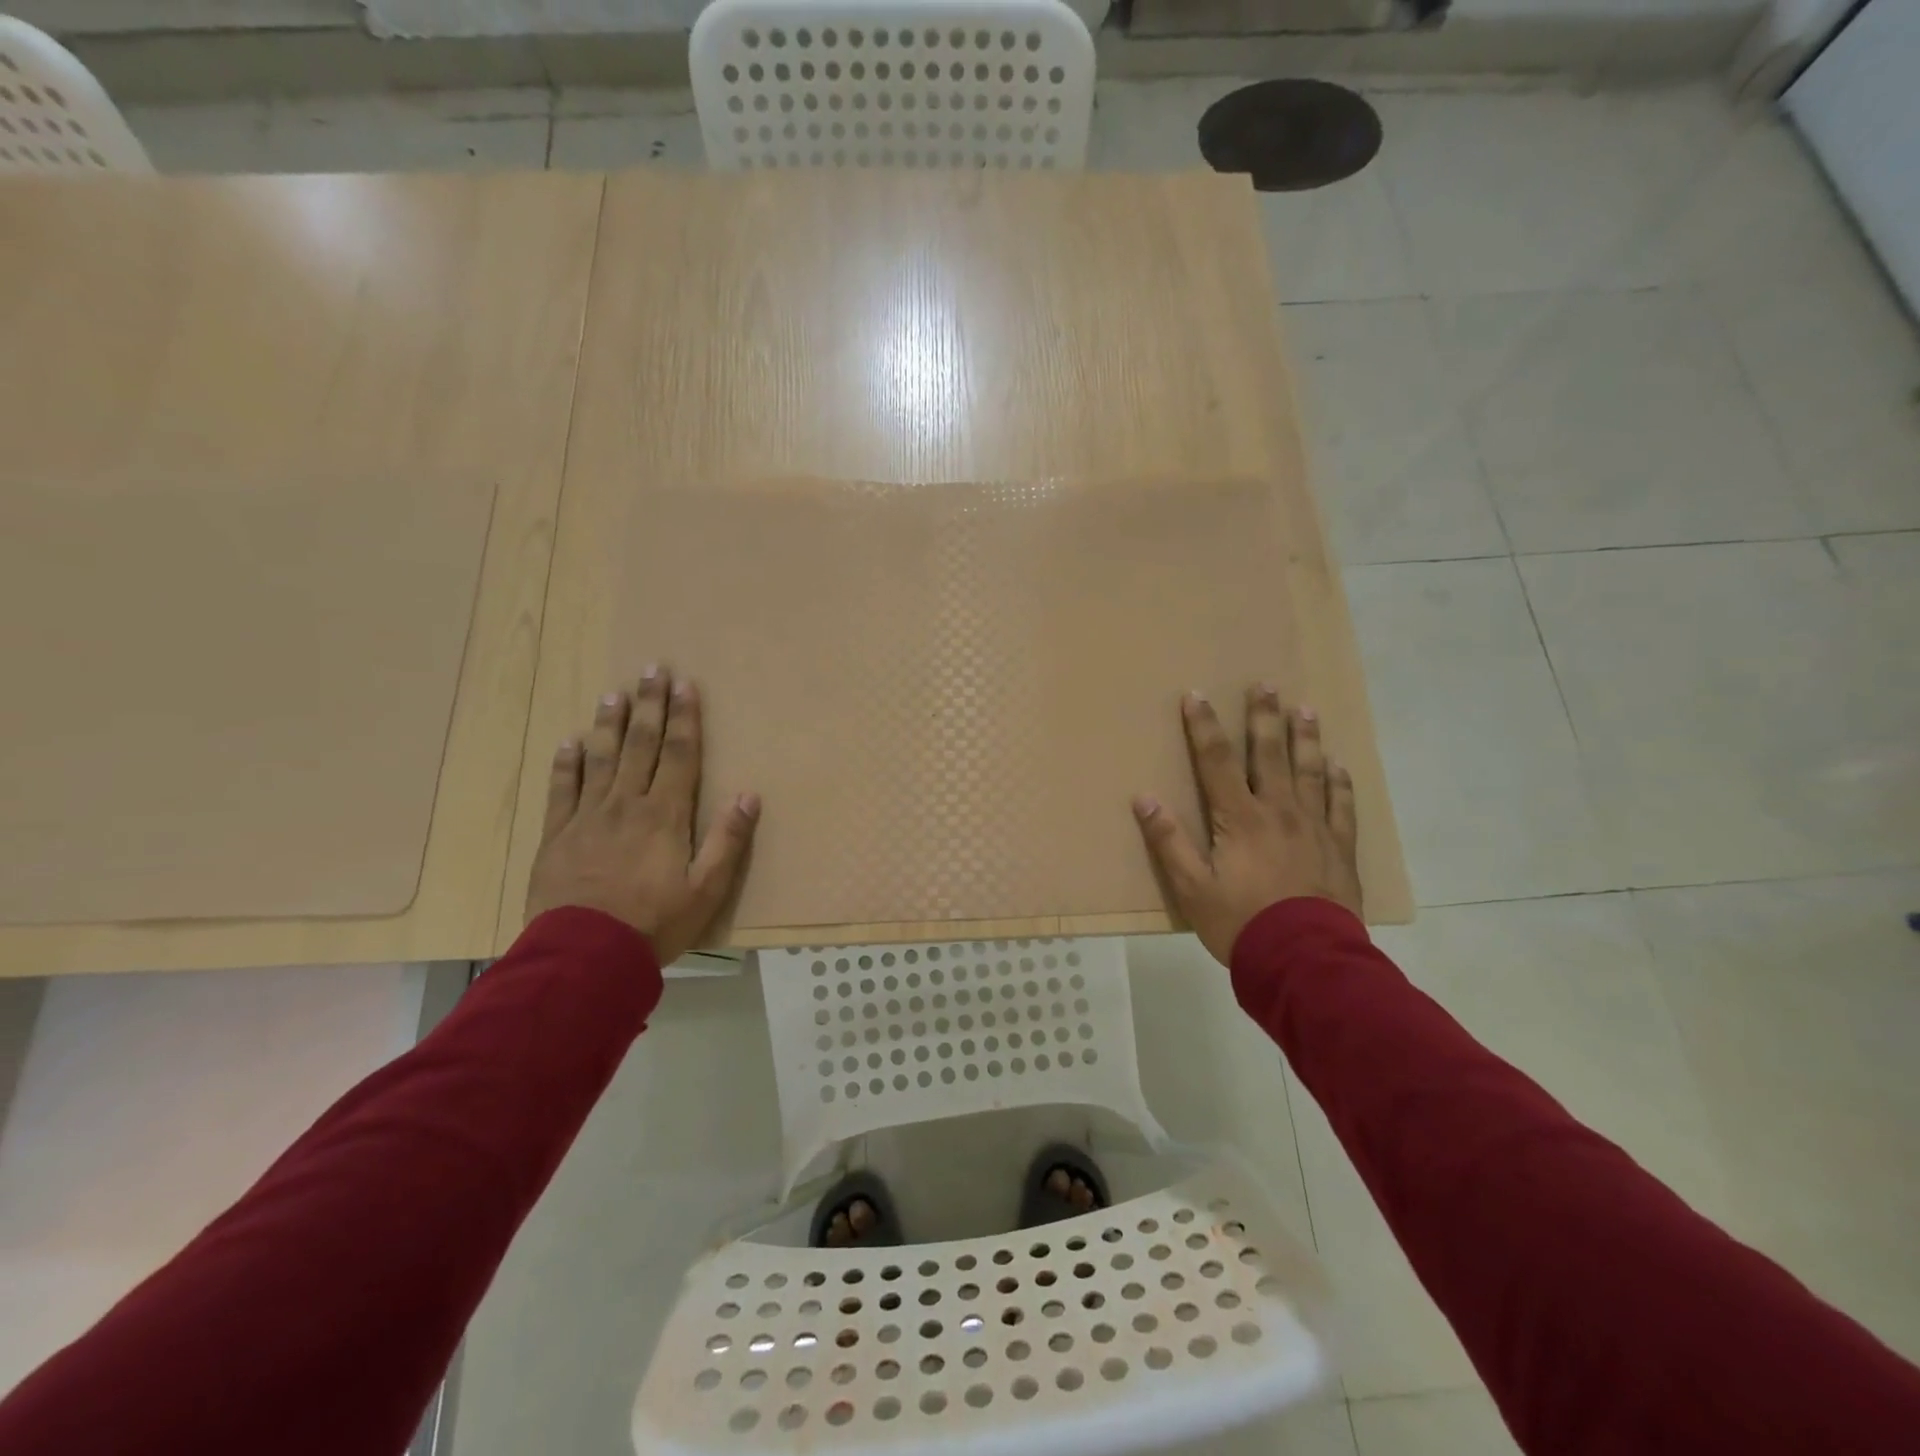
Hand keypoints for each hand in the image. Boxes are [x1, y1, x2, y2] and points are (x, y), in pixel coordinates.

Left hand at [525, 666, 759, 963]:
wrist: (584, 957)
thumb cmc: (655, 924)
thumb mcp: (707, 889)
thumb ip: (728, 840)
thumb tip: (749, 795)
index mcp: (664, 815)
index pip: (678, 755)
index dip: (684, 718)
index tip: (685, 685)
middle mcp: (626, 805)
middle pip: (640, 745)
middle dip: (650, 706)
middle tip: (652, 669)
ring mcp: (587, 817)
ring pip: (601, 759)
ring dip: (610, 724)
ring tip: (614, 693)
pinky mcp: (557, 836)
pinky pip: (561, 790)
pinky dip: (566, 764)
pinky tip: (570, 742)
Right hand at [1133, 687, 1362, 966]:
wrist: (1306, 961)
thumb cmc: (1241, 923)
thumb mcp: (1191, 888)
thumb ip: (1168, 841)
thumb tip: (1144, 798)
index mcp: (1240, 818)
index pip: (1217, 761)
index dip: (1203, 726)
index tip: (1195, 695)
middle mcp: (1279, 812)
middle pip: (1270, 755)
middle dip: (1264, 717)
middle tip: (1266, 685)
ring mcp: (1315, 828)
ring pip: (1311, 772)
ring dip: (1306, 739)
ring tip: (1305, 710)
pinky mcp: (1340, 849)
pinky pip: (1342, 807)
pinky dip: (1340, 783)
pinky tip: (1339, 766)